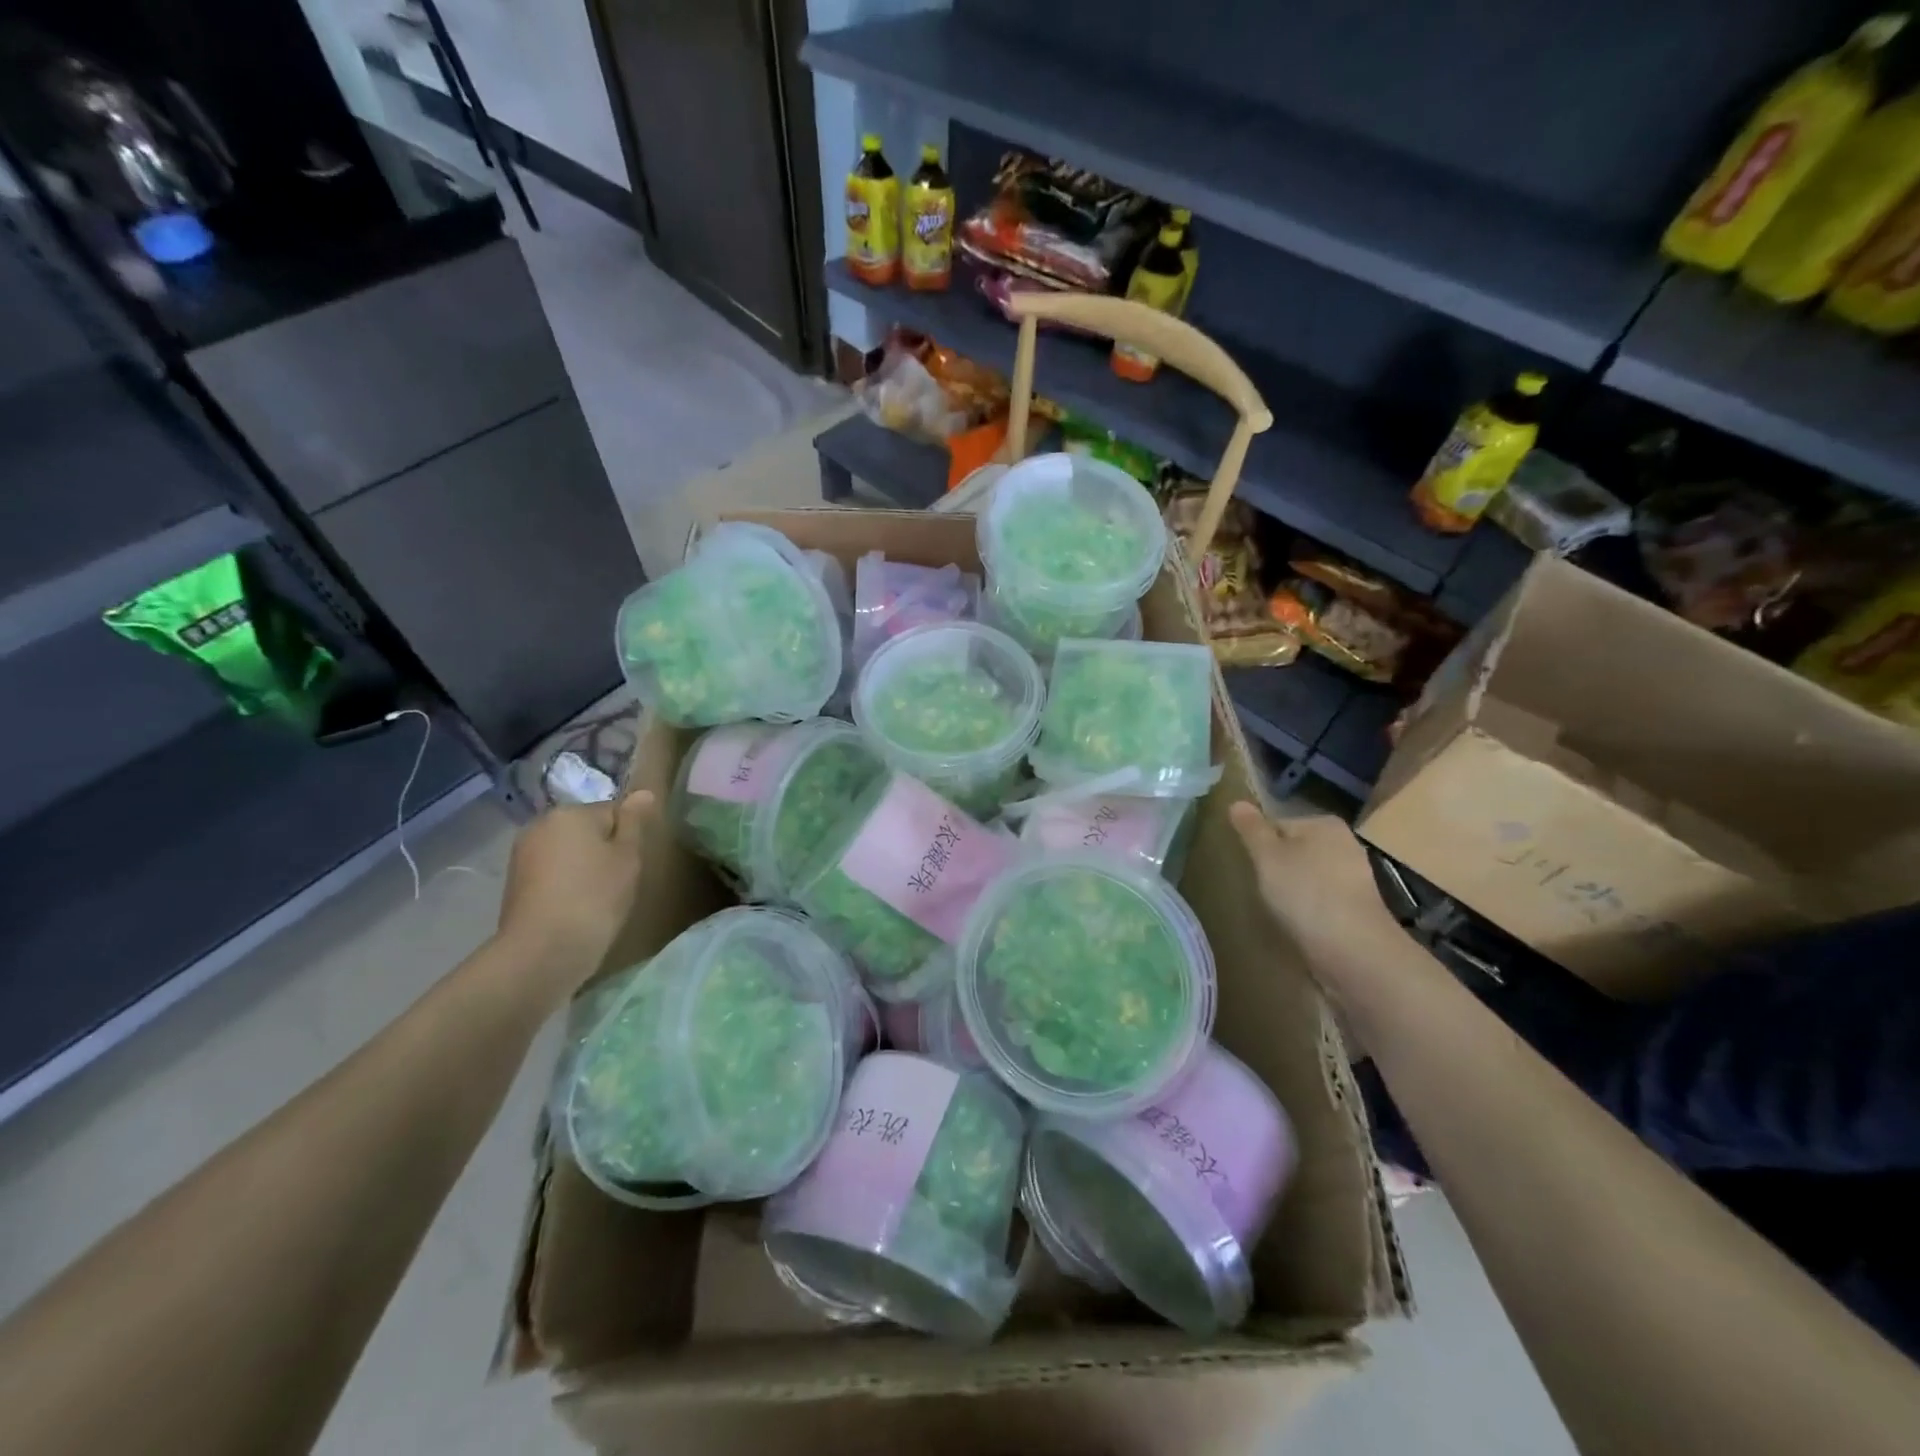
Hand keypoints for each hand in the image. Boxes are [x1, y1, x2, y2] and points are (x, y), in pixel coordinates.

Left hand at [496, 790, 652, 988]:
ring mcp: (523, 855)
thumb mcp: (628, 857)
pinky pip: (552, 874)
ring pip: (569, 853)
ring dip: (584, 869)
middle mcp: (540, 825)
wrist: (543, 952)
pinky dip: (565, 886)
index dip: (628, 838)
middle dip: (603, 850)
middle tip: (617, 883)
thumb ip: (634, 822)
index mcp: (570, 812)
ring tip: (596, 900)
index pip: (613, 812)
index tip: (631, 865)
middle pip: (587, 830)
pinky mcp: (515, 883)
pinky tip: (574, 909)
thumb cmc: (595, 897)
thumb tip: (643, 793)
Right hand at [1229, 802, 1404, 971]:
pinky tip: (1300, 923)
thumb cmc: (1305, 892)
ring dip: (1294, 888)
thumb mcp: (1267, 856)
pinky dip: (1310, 907)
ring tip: (1278, 908)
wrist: (1353, 948)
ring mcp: (1356, 876)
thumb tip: (1237, 802)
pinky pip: (1323, 898)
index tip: (1251, 866)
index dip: (1259, 844)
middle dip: (1278, 866)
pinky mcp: (1359, 907)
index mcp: (1324, 823)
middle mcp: (1346, 843)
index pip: (1278, 824)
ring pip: (1310, 875)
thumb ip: (1251, 829)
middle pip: (1296, 849)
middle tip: (1261, 888)